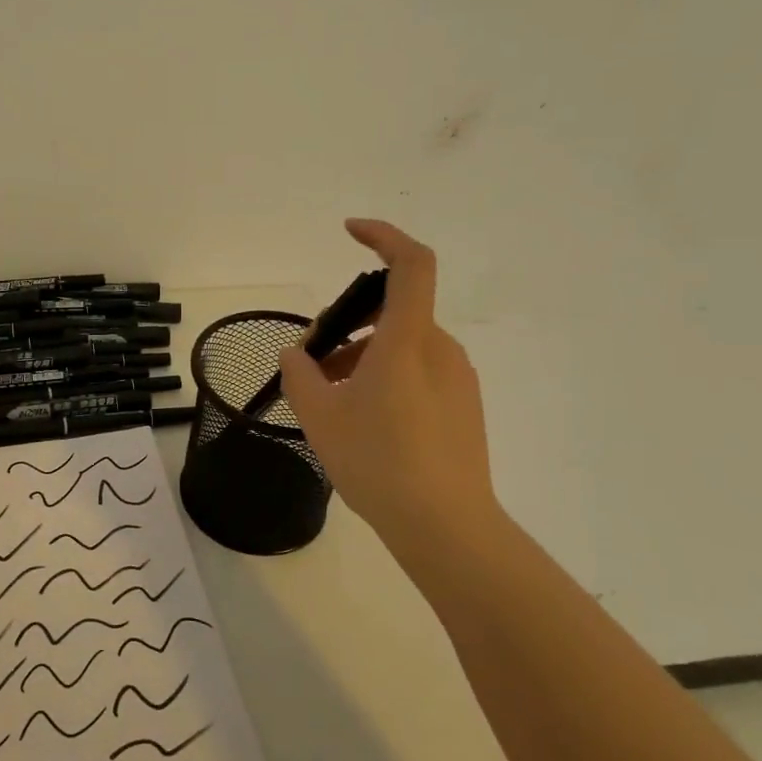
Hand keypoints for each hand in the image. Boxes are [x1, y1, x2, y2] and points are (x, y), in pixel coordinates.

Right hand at [279, 219, 499, 538]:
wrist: (447, 528)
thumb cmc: (379, 463)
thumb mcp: (320, 417)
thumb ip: (300, 375)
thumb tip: (297, 354)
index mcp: (408, 340)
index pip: (411, 264)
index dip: (383, 235)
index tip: (349, 232)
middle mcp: (440, 349)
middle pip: (392, 312)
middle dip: (347, 325)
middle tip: (312, 364)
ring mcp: (457, 380)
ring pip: (402, 345)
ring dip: (362, 355)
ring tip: (330, 400)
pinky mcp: (464, 407)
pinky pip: (419, 372)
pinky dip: (386, 377)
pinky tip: (364, 421)